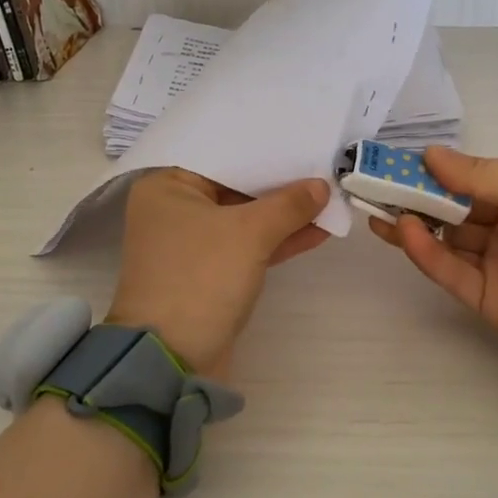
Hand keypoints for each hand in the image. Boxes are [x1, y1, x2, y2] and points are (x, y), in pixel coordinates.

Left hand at [107, 168, 330, 376]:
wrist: (172, 360)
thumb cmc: (201, 278)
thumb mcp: (249, 234)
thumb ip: (288, 205)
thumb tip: (321, 186)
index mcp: (167, 186)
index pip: (222, 155)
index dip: (264, 148)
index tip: (301, 138)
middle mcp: (175, 209)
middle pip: (235, 186)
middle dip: (279, 182)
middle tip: (323, 165)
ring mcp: (192, 244)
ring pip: (245, 218)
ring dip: (284, 214)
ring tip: (330, 197)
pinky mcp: (210, 272)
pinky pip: (247, 246)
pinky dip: (277, 240)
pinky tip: (318, 230)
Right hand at [370, 147, 497, 384]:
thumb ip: (481, 174)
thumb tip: (429, 154)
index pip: (470, 179)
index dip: (435, 169)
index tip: (396, 159)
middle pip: (453, 209)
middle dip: (415, 195)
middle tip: (373, 183)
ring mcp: (496, 265)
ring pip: (445, 241)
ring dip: (413, 223)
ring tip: (376, 207)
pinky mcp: (486, 300)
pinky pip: (450, 272)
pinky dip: (426, 253)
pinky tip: (405, 232)